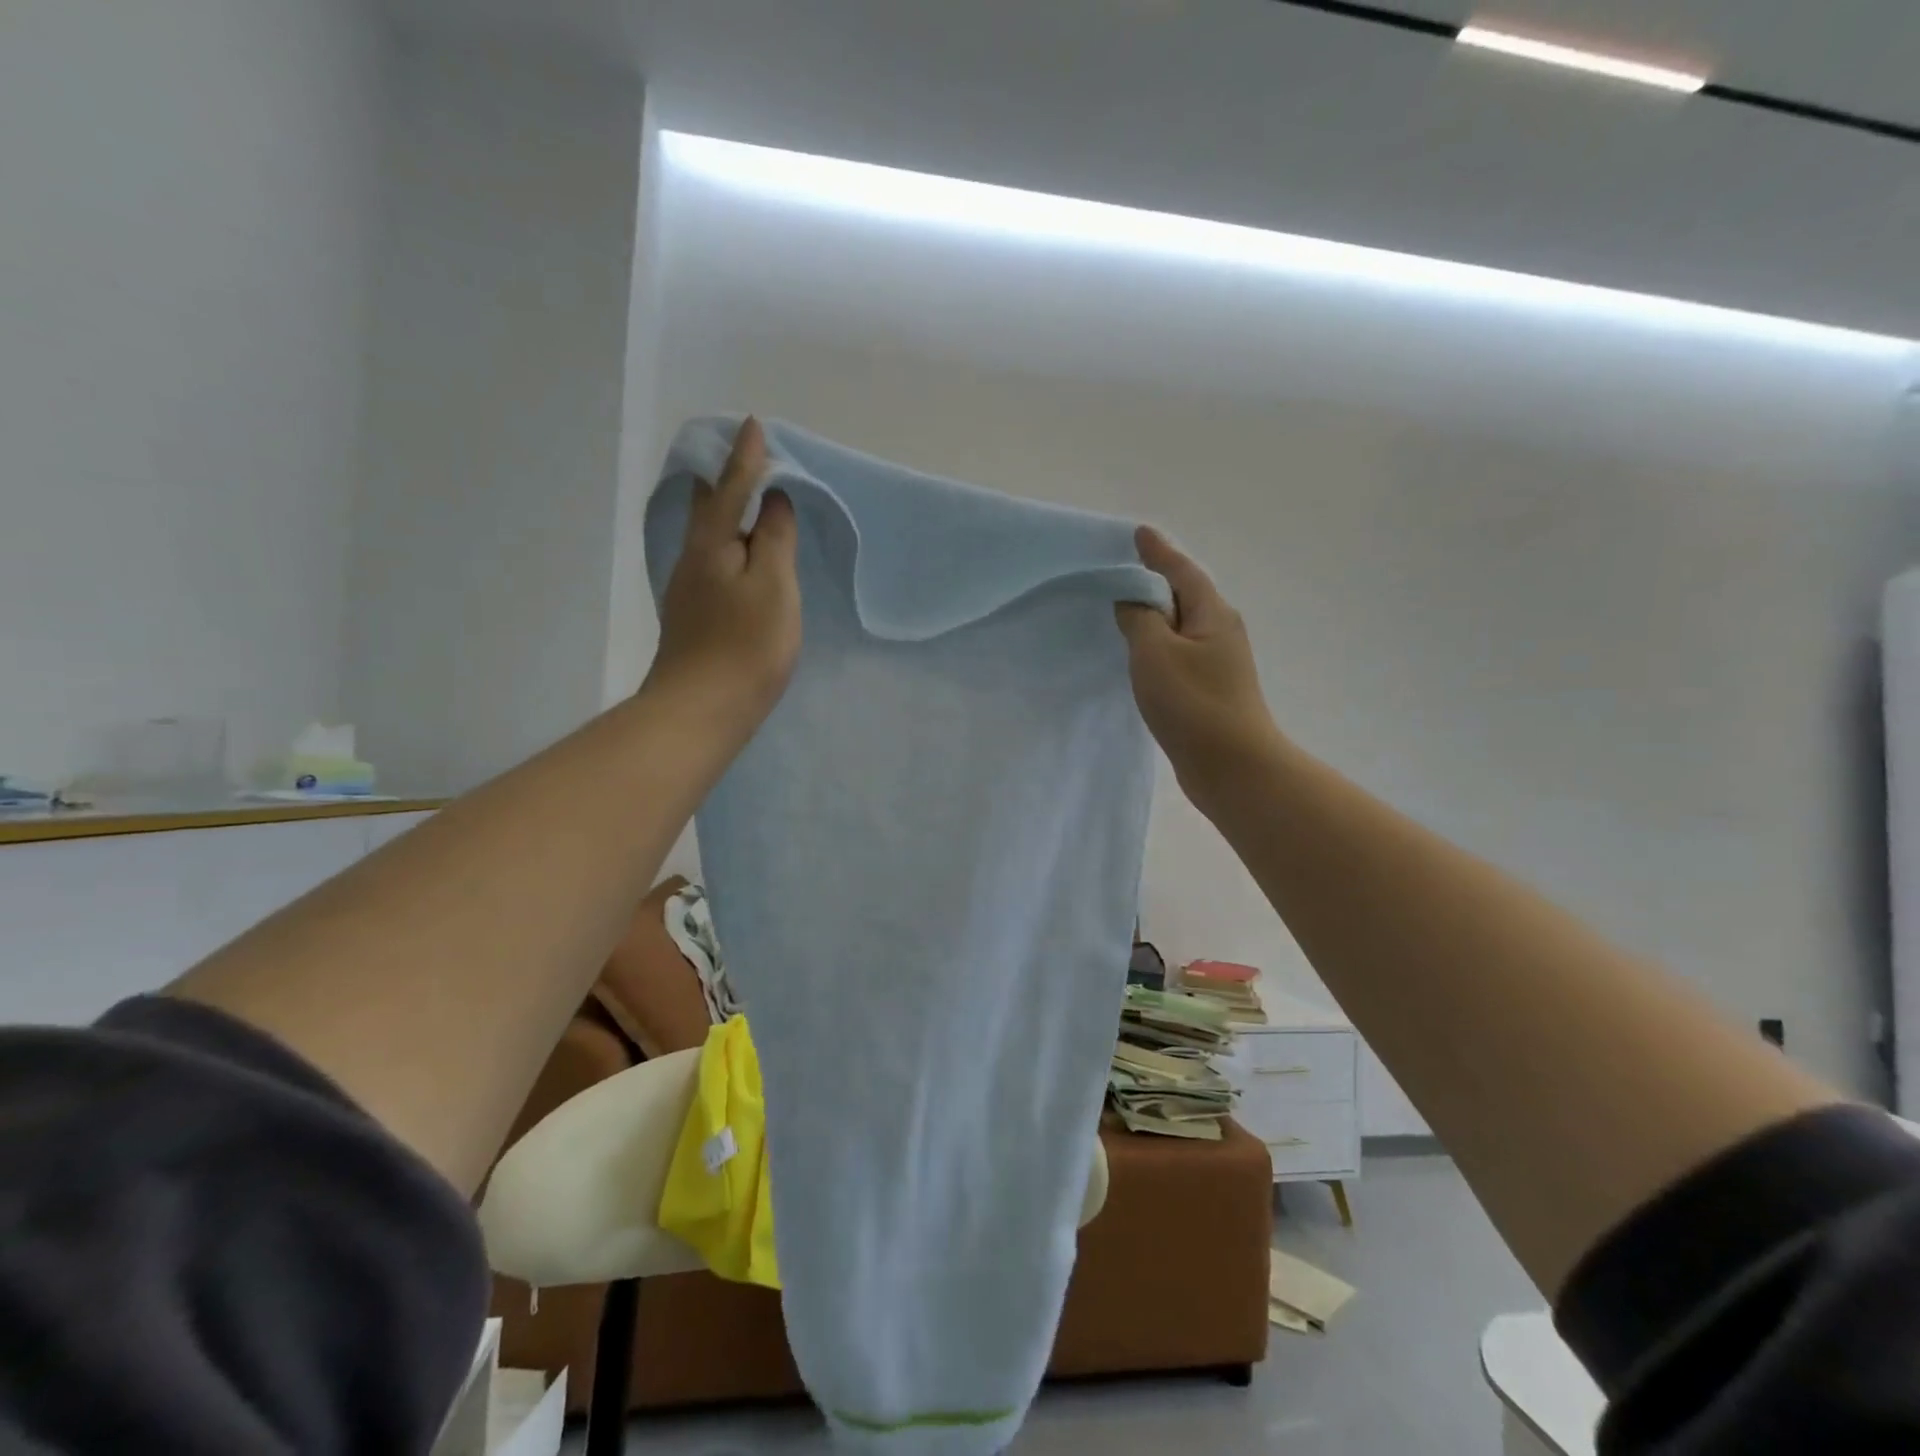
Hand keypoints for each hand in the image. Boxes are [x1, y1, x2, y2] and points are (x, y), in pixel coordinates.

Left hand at [645, 417, 800, 734]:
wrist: (701, 710)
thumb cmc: (746, 644)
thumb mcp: (773, 585)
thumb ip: (774, 537)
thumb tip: (773, 499)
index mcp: (712, 544)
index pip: (729, 488)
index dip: (746, 458)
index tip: (754, 425)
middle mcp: (692, 559)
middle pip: (706, 508)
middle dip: (723, 479)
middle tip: (743, 459)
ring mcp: (689, 591)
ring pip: (708, 537)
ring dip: (726, 513)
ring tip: (747, 500)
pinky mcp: (694, 617)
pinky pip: (713, 563)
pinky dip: (729, 546)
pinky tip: (740, 558)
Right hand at [1116, 527, 1283, 807]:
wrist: (1233, 767)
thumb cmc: (1193, 703)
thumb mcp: (1155, 653)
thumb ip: (1139, 619)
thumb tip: (1133, 600)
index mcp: (1212, 614)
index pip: (1181, 570)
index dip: (1157, 552)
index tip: (1137, 533)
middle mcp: (1220, 630)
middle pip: (1185, 594)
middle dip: (1157, 579)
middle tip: (1123, 569)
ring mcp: (1218, 662)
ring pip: (1181, 626)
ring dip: (1156, 615)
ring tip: (1124, 608)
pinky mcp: (1210, 689)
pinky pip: (1178, 653)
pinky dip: (1157, 644)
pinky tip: (1141, 655)